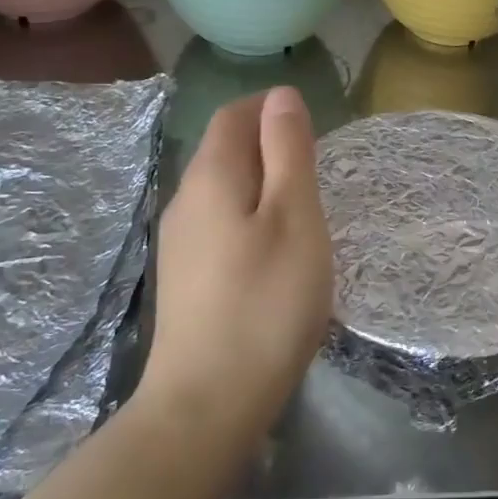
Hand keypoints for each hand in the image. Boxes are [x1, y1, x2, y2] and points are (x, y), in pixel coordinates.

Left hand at [140, 88, 333, 426]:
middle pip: (223, 151)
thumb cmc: (266, 301)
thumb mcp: (295, 217)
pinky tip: (274, 250)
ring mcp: (179, 243)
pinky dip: (250, 216)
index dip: (269, 107)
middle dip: (268, 144)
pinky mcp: (185, 278)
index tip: (312, 123)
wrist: (208, 401)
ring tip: (304, 207)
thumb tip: (281, 97)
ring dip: (261, 182)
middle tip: (317, 167)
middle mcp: (185, 201)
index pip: (233, 116)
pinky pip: (219, 223)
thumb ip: (288, 152)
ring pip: (222, 190)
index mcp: (211, 177)